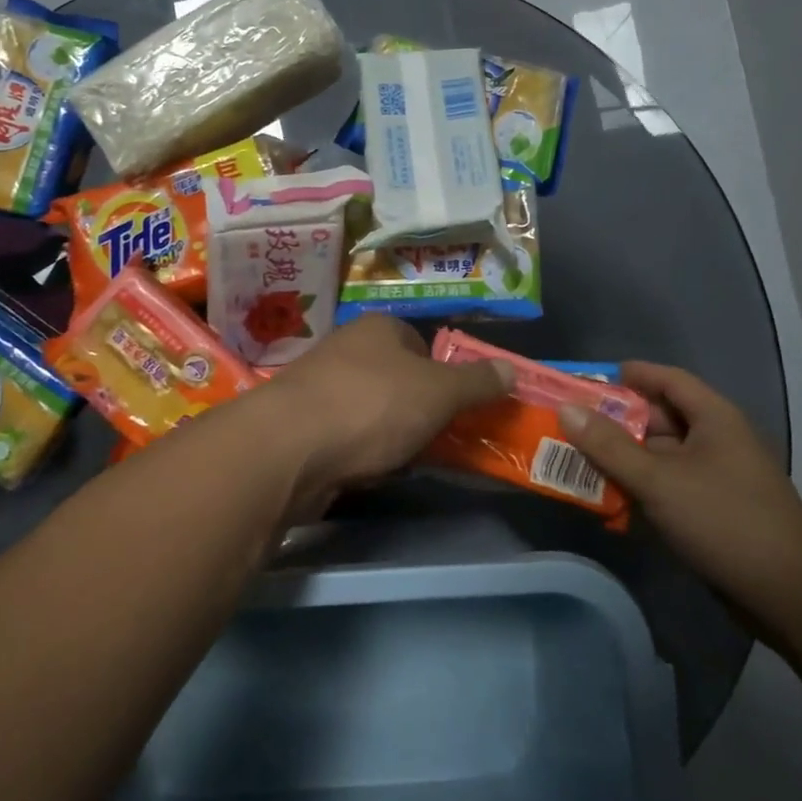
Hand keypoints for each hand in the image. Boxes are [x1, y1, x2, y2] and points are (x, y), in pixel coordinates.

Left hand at [258, 316, 513, 515]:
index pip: (421, 343)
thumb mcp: (439, 392)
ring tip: (406, 461)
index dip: (443, 375)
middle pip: (397, 378)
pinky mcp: (301, 425)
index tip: (455, 409)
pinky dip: (361, 453)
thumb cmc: (371, 406)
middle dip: (418, 410)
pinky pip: (346, 436)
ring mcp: (319, 386)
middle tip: (438, 440)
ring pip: (372, 410)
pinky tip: (368, 472)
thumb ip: (477, 382)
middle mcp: (346, 348)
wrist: (289, 448)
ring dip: (390, 435)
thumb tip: (512, 368)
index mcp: (378, 328)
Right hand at [558, 363, 801, 638]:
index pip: (668, 379)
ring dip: (623, 459)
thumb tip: (566, 409)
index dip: (630, 376)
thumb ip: (609, 446)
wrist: (792, 596)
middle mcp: (717, 441)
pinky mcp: (714, 511)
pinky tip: (609, 503)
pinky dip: (640, 489)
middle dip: (615, 422)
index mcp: (713, 418)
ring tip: (578, 463)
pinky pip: (668, 487)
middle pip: (659, 418)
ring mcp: (717, 478)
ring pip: (660, 456)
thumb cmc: (724, 521)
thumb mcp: (658, 480)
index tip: (588, 382)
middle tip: (571, 426)